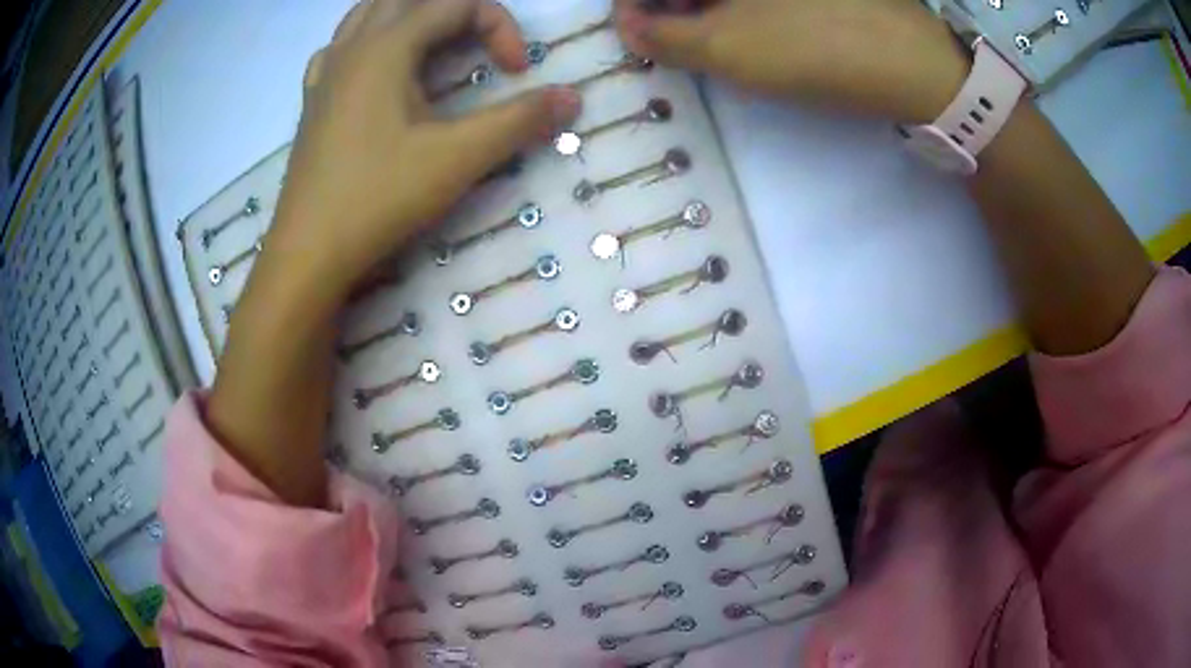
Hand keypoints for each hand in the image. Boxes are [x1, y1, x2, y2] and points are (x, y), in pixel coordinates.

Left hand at [264, 0, 581, 304]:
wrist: (307, 253)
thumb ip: (519, 120)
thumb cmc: (378, 199)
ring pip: (369, 12)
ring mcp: (326, 72)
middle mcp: (352, 46)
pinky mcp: (312, 101)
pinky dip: (369, 41)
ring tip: (436, 44)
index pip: (457, 4)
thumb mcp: (457, 158)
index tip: (516, 73)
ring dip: (411, 16)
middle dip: (457, 12)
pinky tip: (378, 68)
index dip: (500, 27)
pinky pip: (340, 47)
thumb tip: (572, 97)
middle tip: (478, 46)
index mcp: (386, 46)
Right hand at [615, 0, 968, 123]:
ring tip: (714, 41)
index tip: (635, 34)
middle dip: (670, 7)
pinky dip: (738, 9)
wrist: (916, 65)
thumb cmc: (816, 50)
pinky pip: (758, 1)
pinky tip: (751, 31)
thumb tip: (627, 26)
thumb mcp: (727, 49)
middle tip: (673, 41)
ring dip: (704, 8)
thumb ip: (662, 37)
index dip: (634, 4)